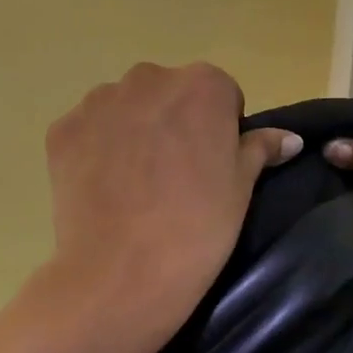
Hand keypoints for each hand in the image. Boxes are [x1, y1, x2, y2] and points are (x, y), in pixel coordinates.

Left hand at [43, 62, 301, 352]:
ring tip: (135, 184)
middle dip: (173, 121)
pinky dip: (96, 149)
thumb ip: (260, 149)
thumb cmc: (197, 227)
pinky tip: (104, 188)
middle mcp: (148, 78)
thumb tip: (290, 138)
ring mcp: (99, 101)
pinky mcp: (62, 128)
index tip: (212, 165)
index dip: (219, 128)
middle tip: (174, 176)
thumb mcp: (242, 188)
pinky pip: (89, 129)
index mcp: (202, 84)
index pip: (219, 93)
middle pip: (168, 93)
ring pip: (125, 107)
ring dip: (133, 130)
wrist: (122, 274)